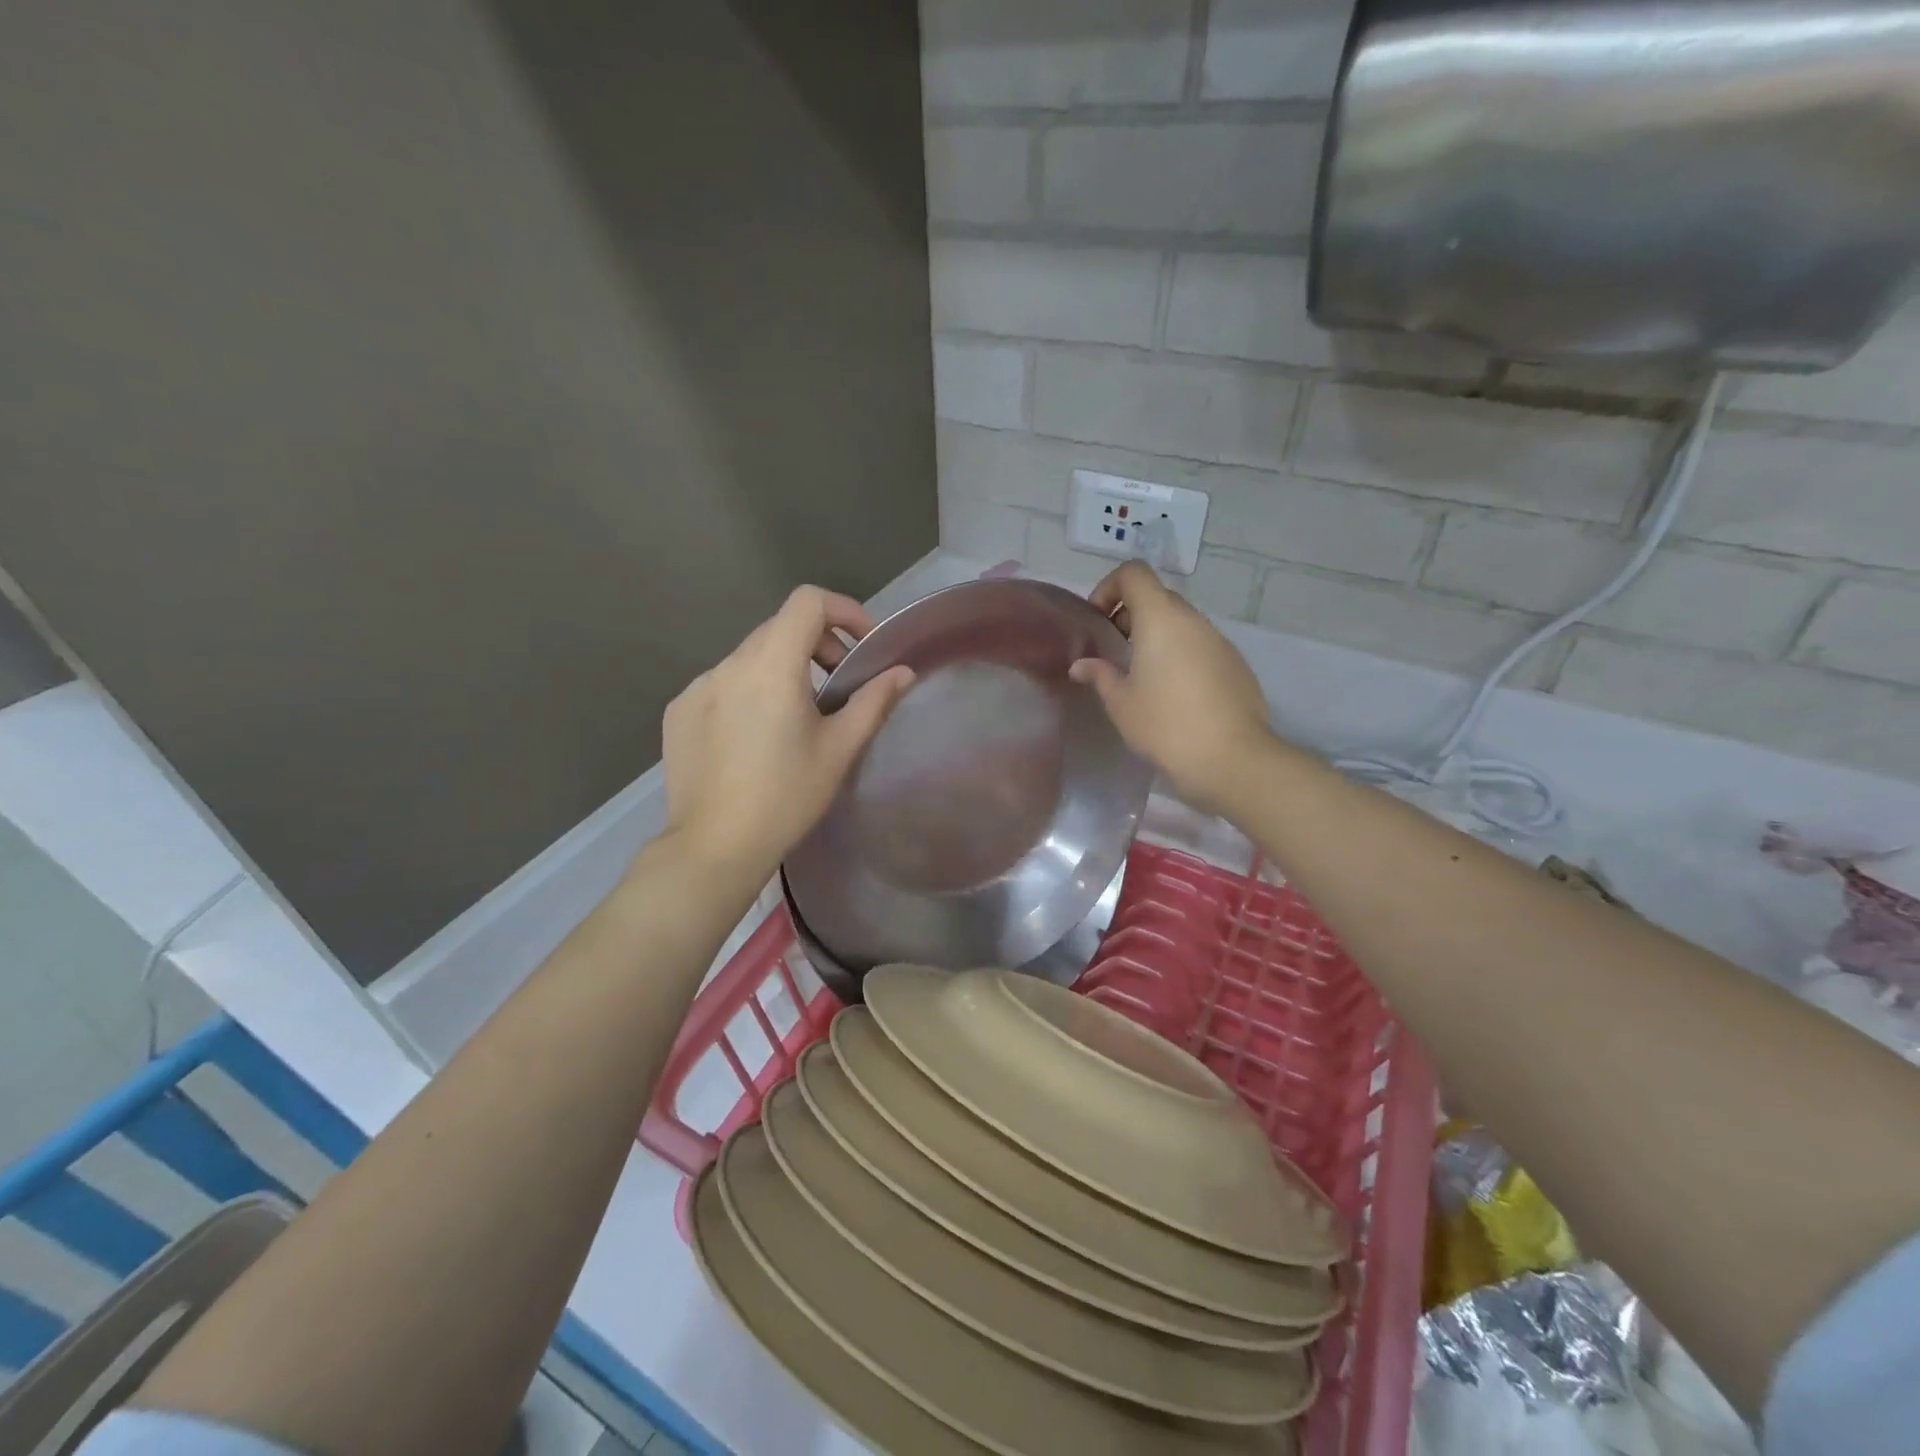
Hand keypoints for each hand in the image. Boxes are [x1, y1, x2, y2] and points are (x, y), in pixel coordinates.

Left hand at [661, 586, 912, 883]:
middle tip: (839, 686)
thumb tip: (902, 672)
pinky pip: (723, 684)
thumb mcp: (839, 749)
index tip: (862, 646)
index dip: (843, 610)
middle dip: (818, 645)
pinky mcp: (679, 711)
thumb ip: (873, 701)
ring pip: (750, 657)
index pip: (808, 602)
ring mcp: (698, 687)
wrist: (715, 846)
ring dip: (783, 670)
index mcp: (771, 666)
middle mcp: (729, 665)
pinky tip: (755, 737)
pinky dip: (749, 692)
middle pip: (780, 627)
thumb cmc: (786, 797)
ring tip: (797, 717)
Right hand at [1071, 562, 1272, 816]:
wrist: (1231, 758)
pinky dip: (1181, 655)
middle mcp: (1194, 620)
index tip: (1098, 621)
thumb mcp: (1121, 702)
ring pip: (1182, 624)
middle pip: (1158, 597)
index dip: (1109, 587)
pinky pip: (1201, 647)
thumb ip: (1100, 675)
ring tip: (1142, 677)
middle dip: (1131, 615)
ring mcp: (1220, 641)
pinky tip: (1174, 695)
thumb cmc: (1165, 724)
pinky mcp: (1237, 665)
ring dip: (1158, 637)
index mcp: (1161, 618)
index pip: (1134, 574)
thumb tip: (1082, 665)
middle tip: (1115, 651)